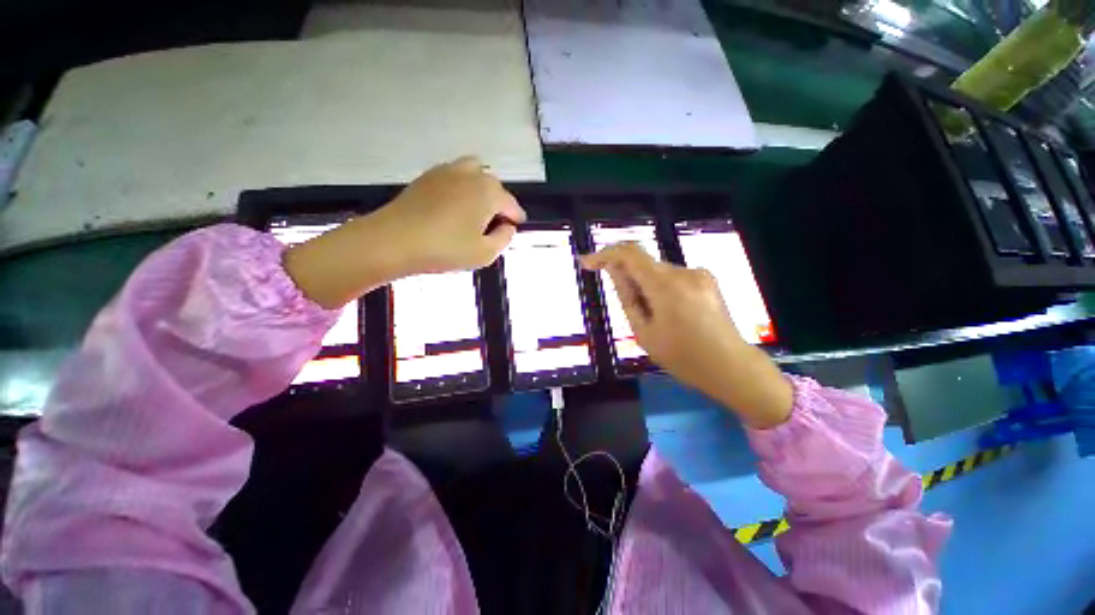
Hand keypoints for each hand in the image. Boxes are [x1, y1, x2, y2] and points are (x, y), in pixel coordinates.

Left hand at [372, 156, 526, 274]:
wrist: (394, 240)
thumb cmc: (445, 249)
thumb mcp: (485, 253)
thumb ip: (504, 238)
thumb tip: (507, 226)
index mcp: (489, 193)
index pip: (511, 204)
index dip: (516, 218)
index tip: (514, 228)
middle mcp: (471, 175)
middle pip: (494, 185)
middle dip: (499, 203)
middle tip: (493, 225)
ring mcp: (447, 171)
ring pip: (474, 172)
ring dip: (481, 188)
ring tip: (476, 210)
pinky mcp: (428, 176)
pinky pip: (454, 174)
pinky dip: (462, 185)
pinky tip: (454, 205)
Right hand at [581, 243, 791, 428]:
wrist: (730, 366)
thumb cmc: (682, 357)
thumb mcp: (644, 332)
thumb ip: (627, 297)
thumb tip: (614, 271)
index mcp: (665, 286)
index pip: (629, 254)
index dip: (605, 254)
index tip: (587, 263)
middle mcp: (684, 271)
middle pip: (644, 264)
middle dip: (628, 279)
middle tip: (629, 309)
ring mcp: (699, 274)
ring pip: (658, 272)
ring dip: (645, 286)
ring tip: (654, 318)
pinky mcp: (707, 279)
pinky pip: (673, 277)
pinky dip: (661, 288)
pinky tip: (670, 313)